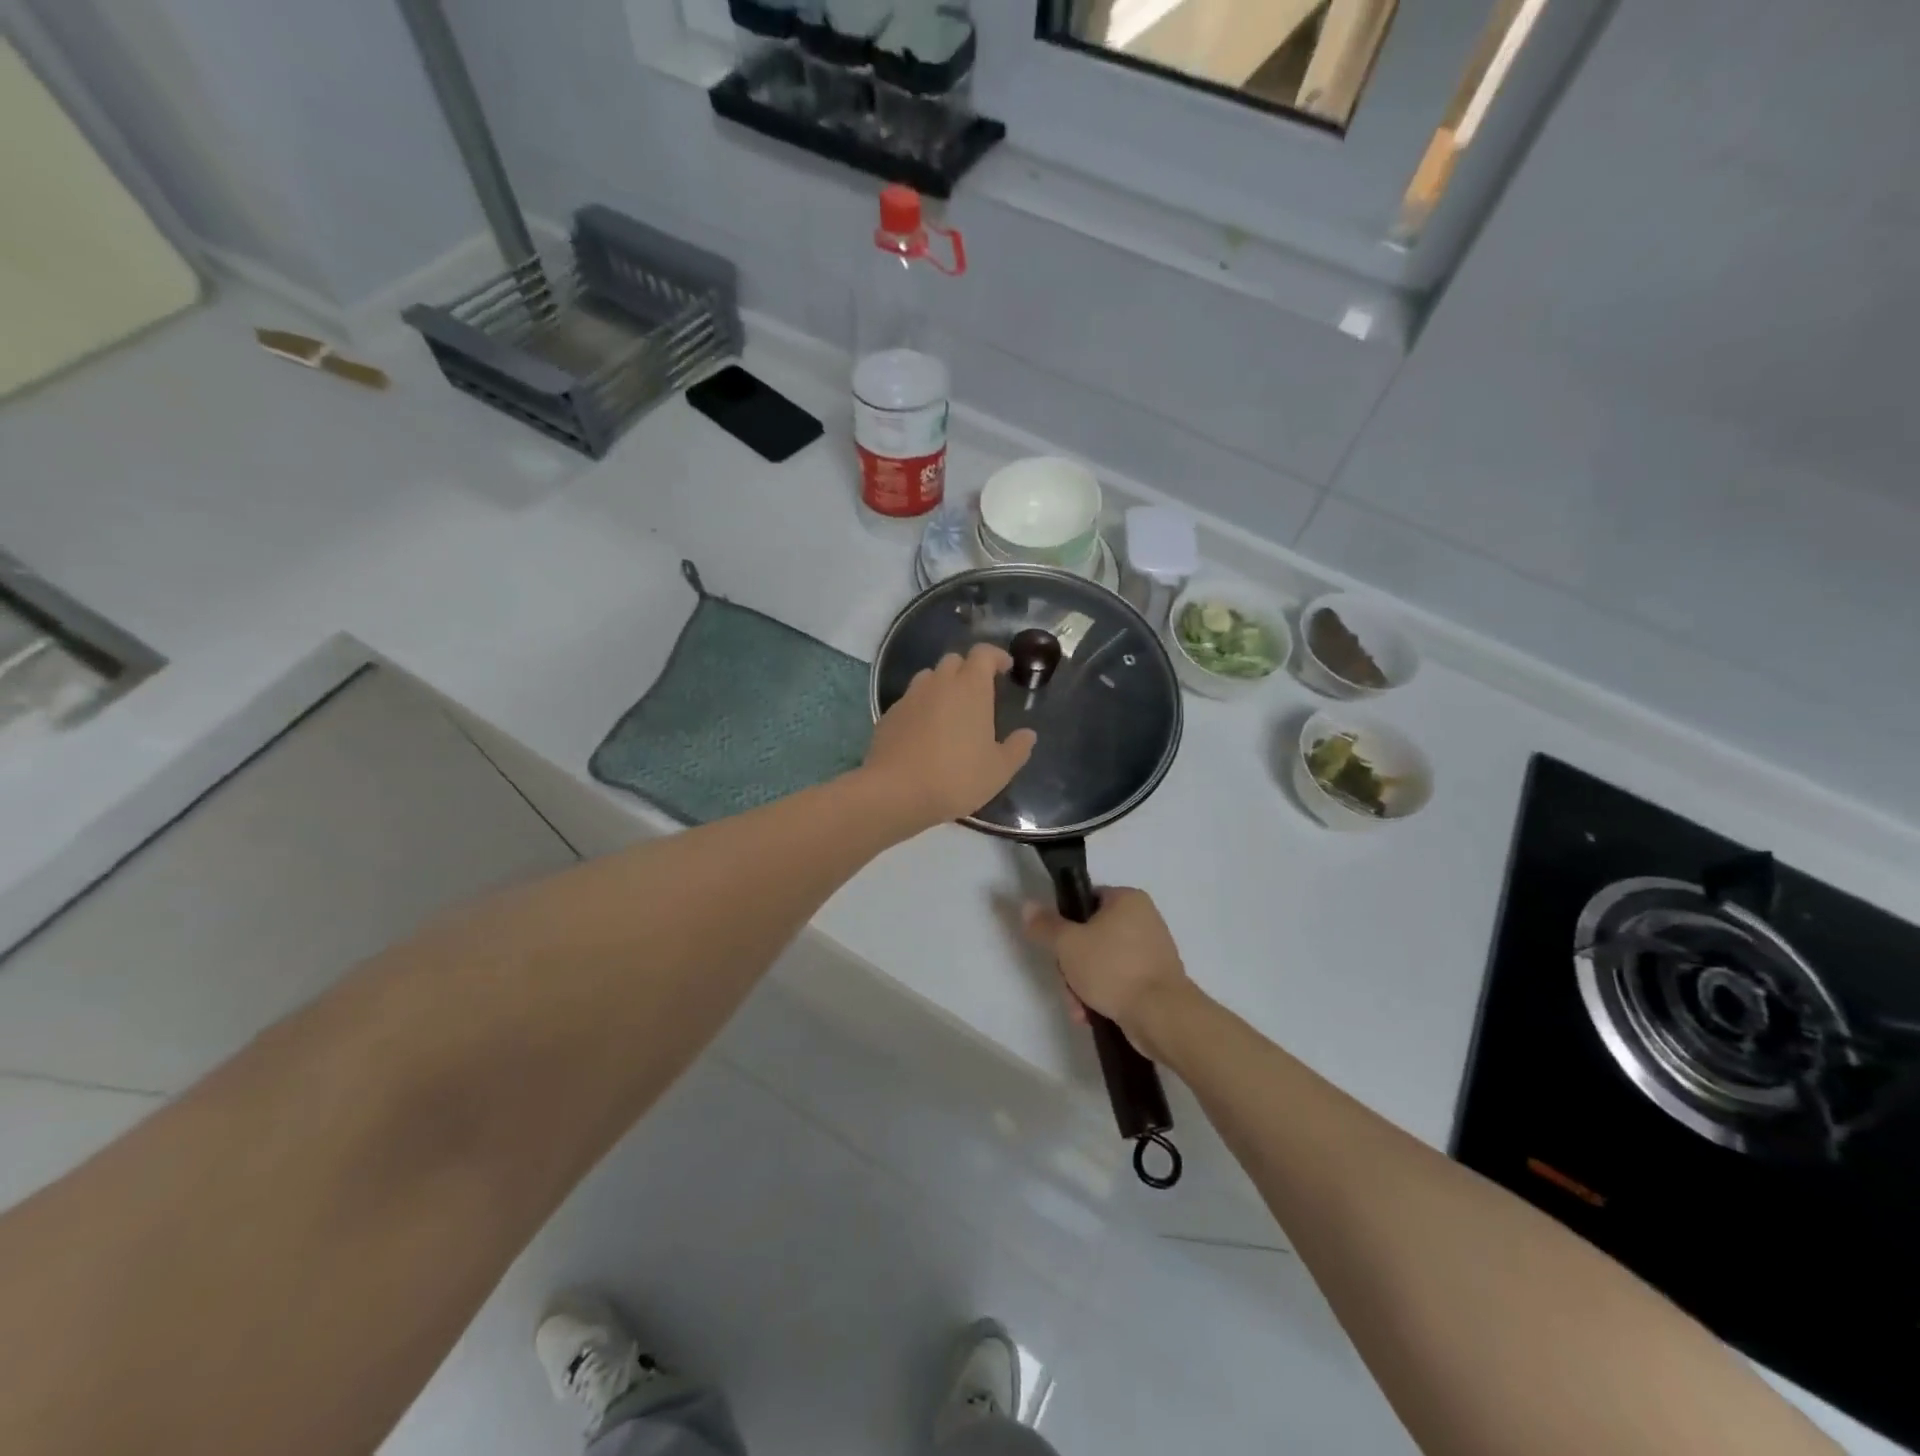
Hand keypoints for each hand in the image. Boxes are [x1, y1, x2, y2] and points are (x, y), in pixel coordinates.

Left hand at [861, 644, 1036, 835]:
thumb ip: (1017, 749)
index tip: (1005, 669)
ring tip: (951, 711)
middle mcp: (938, 684)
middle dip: (968, 669)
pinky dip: (921, 707)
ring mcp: (910, 698)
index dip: (996, 656)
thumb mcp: (998, 770)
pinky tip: (925, 732)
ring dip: (942, 686)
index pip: (983, 654)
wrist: (896, 792)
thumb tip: (1028, 734)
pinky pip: (910, 701)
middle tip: (978, 693)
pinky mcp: (889, 715)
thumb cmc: (956, 777)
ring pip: (928, 678)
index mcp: (970, 688)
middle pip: (954, 660)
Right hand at [1022, 888, 1197, 1061]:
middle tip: (1067, 983)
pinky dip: (1104, 995)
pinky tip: (1092, 1015)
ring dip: (1084, 985)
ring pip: (1103, 962)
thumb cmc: (1113, 969)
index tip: (1057, 948)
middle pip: (1091, 935)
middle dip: (1073, 965)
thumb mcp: (1068, 944)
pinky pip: (1120, 980)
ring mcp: (1152, 951)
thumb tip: (1027, 905)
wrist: (1161, 1015)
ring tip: (1079, 1008)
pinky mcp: (1156, 979)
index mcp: (1128, 899)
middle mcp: (1144, 919)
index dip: (1066, 924)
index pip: (1086, 901)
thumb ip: (1045, 925)